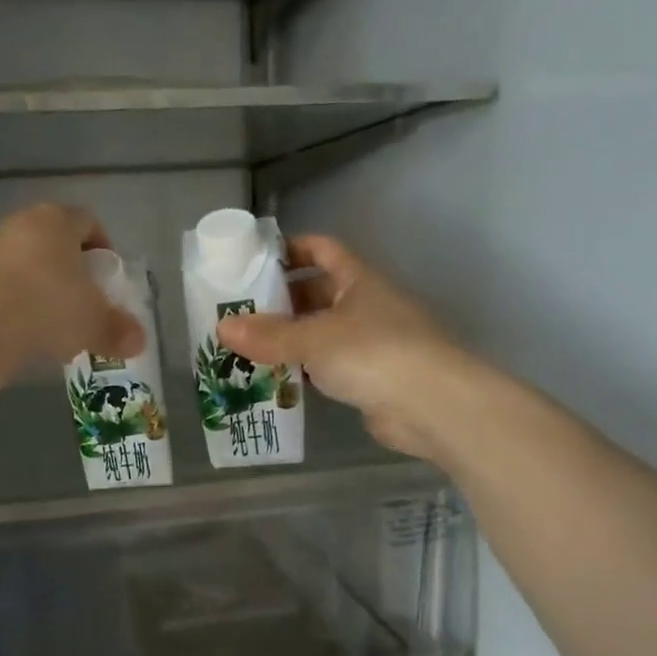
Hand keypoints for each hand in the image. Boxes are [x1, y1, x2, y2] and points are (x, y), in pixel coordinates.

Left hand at [0, 205, 145, 369]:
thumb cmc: (47, 308)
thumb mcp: (94, 323)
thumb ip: (118, 330)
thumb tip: (138, 342)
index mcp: (57, 220)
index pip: (89, 222)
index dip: (103, 249)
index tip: (108, 279)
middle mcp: (21, 223)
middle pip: (55, 240)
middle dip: (72, 269)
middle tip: (84, 300)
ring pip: (27, 262)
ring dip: (42, 285)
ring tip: (54, 320)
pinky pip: (4, 282)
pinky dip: (17, 300)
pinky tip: (24, 328)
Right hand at [219, 235, 478, 462]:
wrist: (433, 406)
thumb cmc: (374, 353)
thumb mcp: (314, 339)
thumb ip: (269, 335)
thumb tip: (222, 328)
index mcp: (358, 280)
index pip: (322, 250)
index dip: (291, 249)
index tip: (255, 260)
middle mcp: (365, 305)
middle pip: (316, 293)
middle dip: (280, 300)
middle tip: (238, 312)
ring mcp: (370, 343)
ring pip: (320, 332)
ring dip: (288, 338)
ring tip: (245, 347)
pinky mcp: (369, 378)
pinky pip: (327, 366)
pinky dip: (302, 369)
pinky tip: (273, 379)